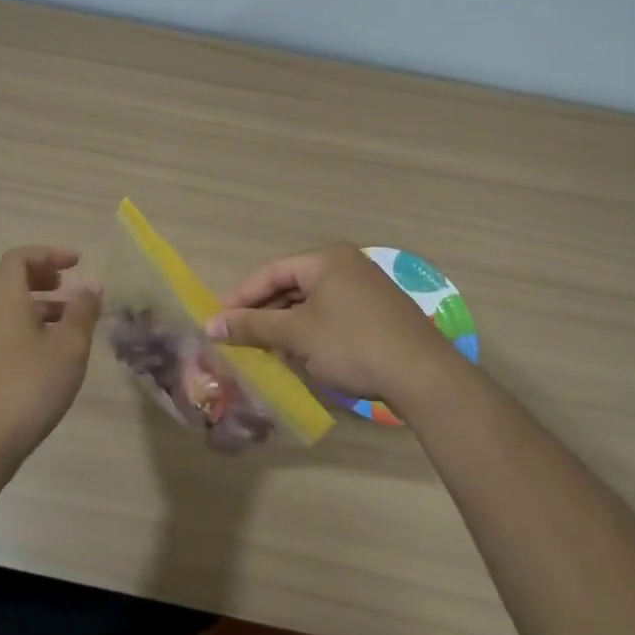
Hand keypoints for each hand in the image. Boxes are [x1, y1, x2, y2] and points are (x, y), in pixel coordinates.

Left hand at [0, 246, 101, 463]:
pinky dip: (23, 323)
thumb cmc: (31, 385)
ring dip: (32, 301)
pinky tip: (49, 348)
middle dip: (34, 274)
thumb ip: (83, 311)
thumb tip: (91, 286)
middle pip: (1, 276)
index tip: (77, 263)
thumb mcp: (70, 346)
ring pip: (0, 304)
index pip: (19, 257)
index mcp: (3, 298)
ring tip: (67, 319)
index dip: (49, 254)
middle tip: (62, 284)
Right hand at [206, 243, 458, 413]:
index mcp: (327, 259)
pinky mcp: (378, 315)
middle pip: (292, 286)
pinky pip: (332, 317)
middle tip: (237, 338)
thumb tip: (211, 324)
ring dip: (285, 326)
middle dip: (263, 313)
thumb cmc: (352, 345)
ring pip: (311, 304)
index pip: (272, 271)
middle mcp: (347, 265)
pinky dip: (310, 333)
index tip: (217, 321)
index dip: (241, 296)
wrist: (423, 375)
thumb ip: (252, 326)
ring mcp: (366, 290)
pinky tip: (299, 357)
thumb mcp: (297, 335)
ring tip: (263, 351)